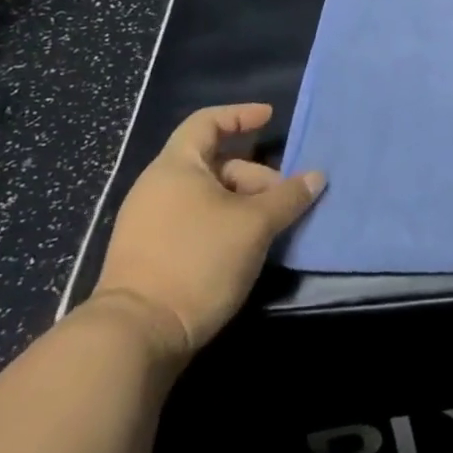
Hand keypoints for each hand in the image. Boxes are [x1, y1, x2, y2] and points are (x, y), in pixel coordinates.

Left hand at [91, 104, 323, 367]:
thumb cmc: (197, 261)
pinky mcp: (148, 255)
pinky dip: (223, 222)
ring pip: (206, 195)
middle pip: (214, 162)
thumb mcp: (254, 225)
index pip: (208, 122)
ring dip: (242, 202)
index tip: (270, 118)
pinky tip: (245, 246)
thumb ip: (288, 197)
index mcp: (176, 166)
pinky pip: (194, 220)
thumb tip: (316, 176)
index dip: (241, 115)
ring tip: (270, 224)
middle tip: (284, 197)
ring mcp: (148, 222)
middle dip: (253, 174)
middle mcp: (157, 186)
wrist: (136, 337)